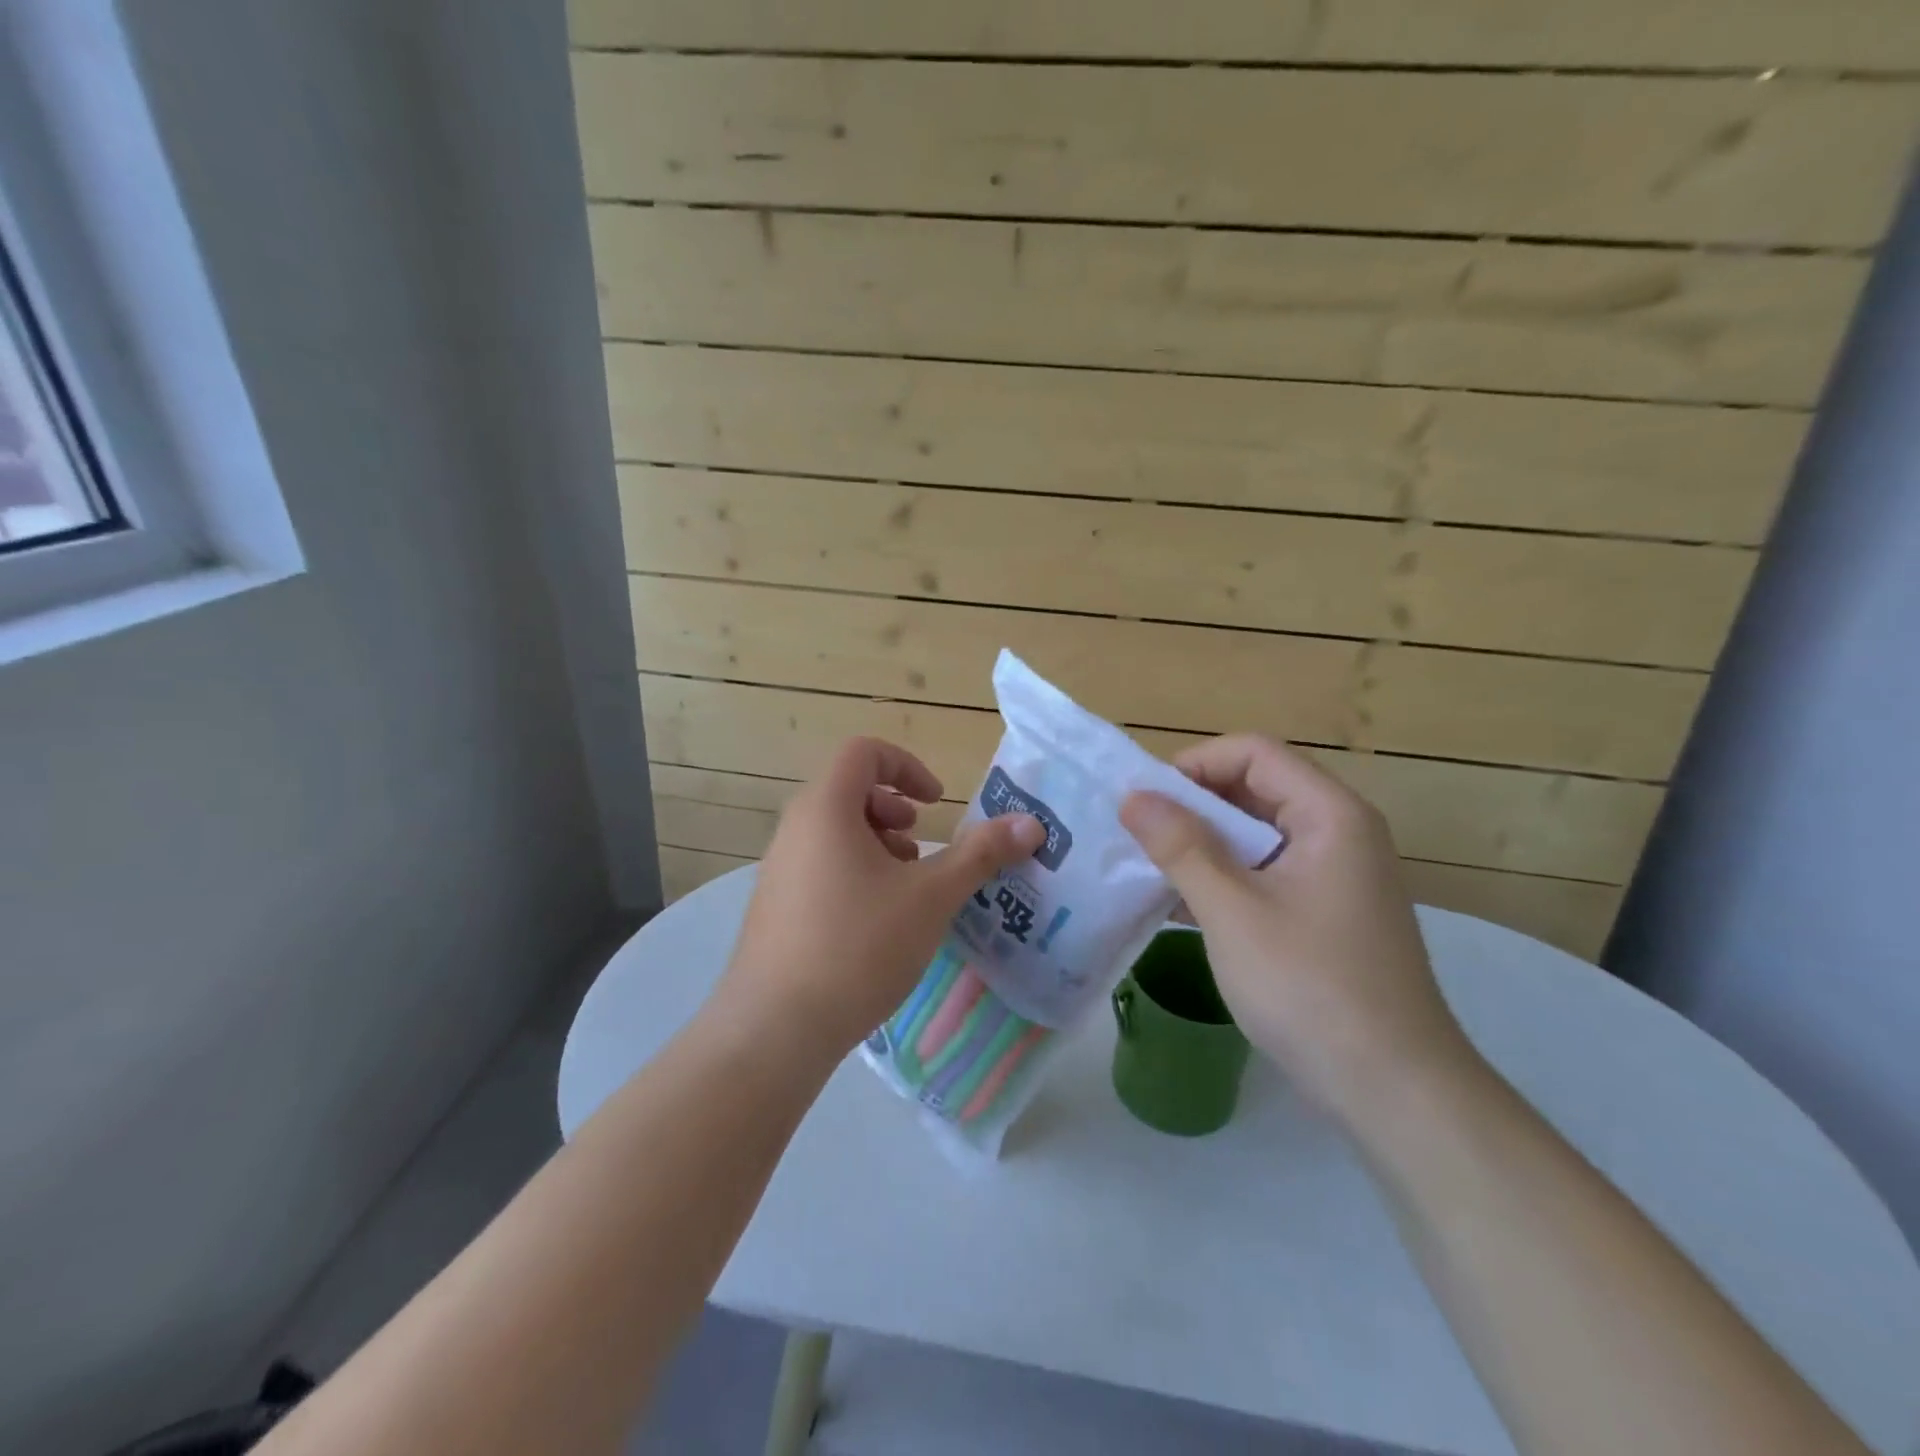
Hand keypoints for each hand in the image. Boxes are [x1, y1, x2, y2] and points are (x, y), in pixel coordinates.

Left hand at [716, 737, 1044, 1056]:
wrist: (775, 1028)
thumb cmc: (859, 945)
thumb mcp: (931, 896)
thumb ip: (981, 854)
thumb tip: (1031, 824)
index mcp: (825, 808)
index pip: (863, 751)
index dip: (906, 765)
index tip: (936, 803)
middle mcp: (794, 828)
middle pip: (847, 790)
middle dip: (894, 809)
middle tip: (920, 846)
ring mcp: (778, 868)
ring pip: (833, 831)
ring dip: (877, 843)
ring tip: (904, 887)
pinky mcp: (774, 906)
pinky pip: (818, 865)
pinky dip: (854, 871)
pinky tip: (876, 923)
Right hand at [1119, 735, 1473, 1123]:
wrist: (1394, 1092)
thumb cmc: (1310, 988)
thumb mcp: (1232, 911)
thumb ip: (1180, 846)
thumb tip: (1133, 796)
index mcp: (1330, 815)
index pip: (1254, 753)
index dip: (1194, 765)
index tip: (1146, 802)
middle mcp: (1339, 833)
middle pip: (1255, 789)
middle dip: (1192, 807)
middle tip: (1137, 835)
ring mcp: (1334, 877)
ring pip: (1256, 835)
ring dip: (1202, 846)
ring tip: (1148, 868)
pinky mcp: (1325, 915)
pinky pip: (1265, 874)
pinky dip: (1223, 879)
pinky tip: (1178, 905)